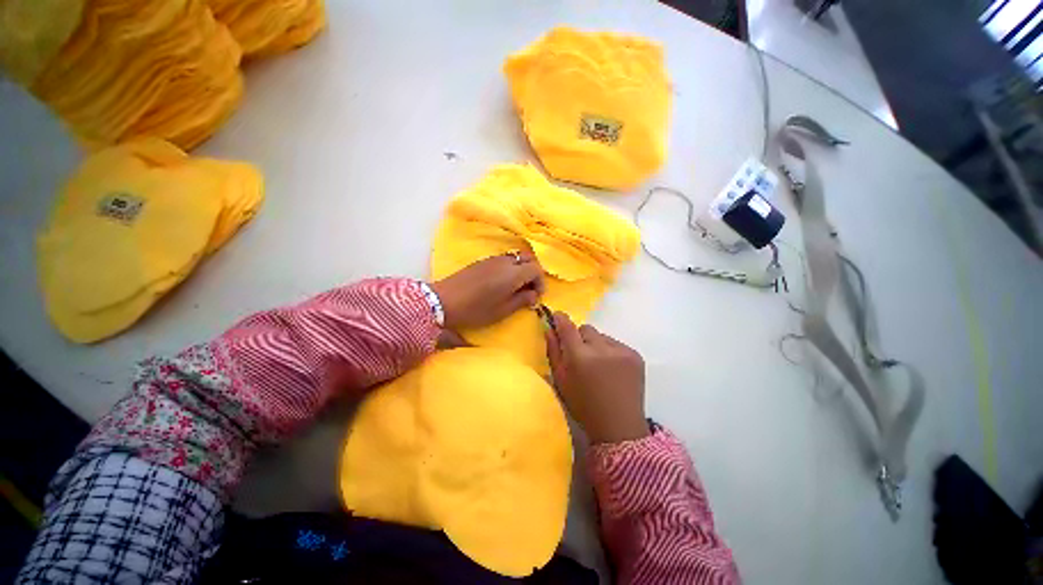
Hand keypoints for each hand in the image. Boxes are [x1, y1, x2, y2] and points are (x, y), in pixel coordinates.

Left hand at [430, 252, 544, 329]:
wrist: (444, 300)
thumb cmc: (475, 309)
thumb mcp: (502, 310)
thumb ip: (522, 300)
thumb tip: (534, 295)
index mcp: (513, 273)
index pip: (536, 269)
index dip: (540, 282)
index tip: (536, 296)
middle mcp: (505, 261)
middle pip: (528, 258)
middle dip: (533, 273)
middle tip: (529, 289)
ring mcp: (493, 259)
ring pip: (516, 257)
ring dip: (521, 269)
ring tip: (516, 287)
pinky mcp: (483, 261)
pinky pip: (504, 259)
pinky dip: (510, 268)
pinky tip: (502, 283)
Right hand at [545, 312, 648, 443]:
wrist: (619, 427)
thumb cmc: (583, 406)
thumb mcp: (561, 381)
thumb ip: (553, 352)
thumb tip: (549, 329)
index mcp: (579, 357)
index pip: (568, 327)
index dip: (561, 319)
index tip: (557, 316)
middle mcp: (601, 348)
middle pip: (586, 329)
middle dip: (580, 339)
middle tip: (582, 357)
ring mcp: (622, 350)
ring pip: (602, 336)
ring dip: (597, 346)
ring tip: (600, 367)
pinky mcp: (636, 355)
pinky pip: (617, 344)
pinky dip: (612, 353)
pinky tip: (613, 371)